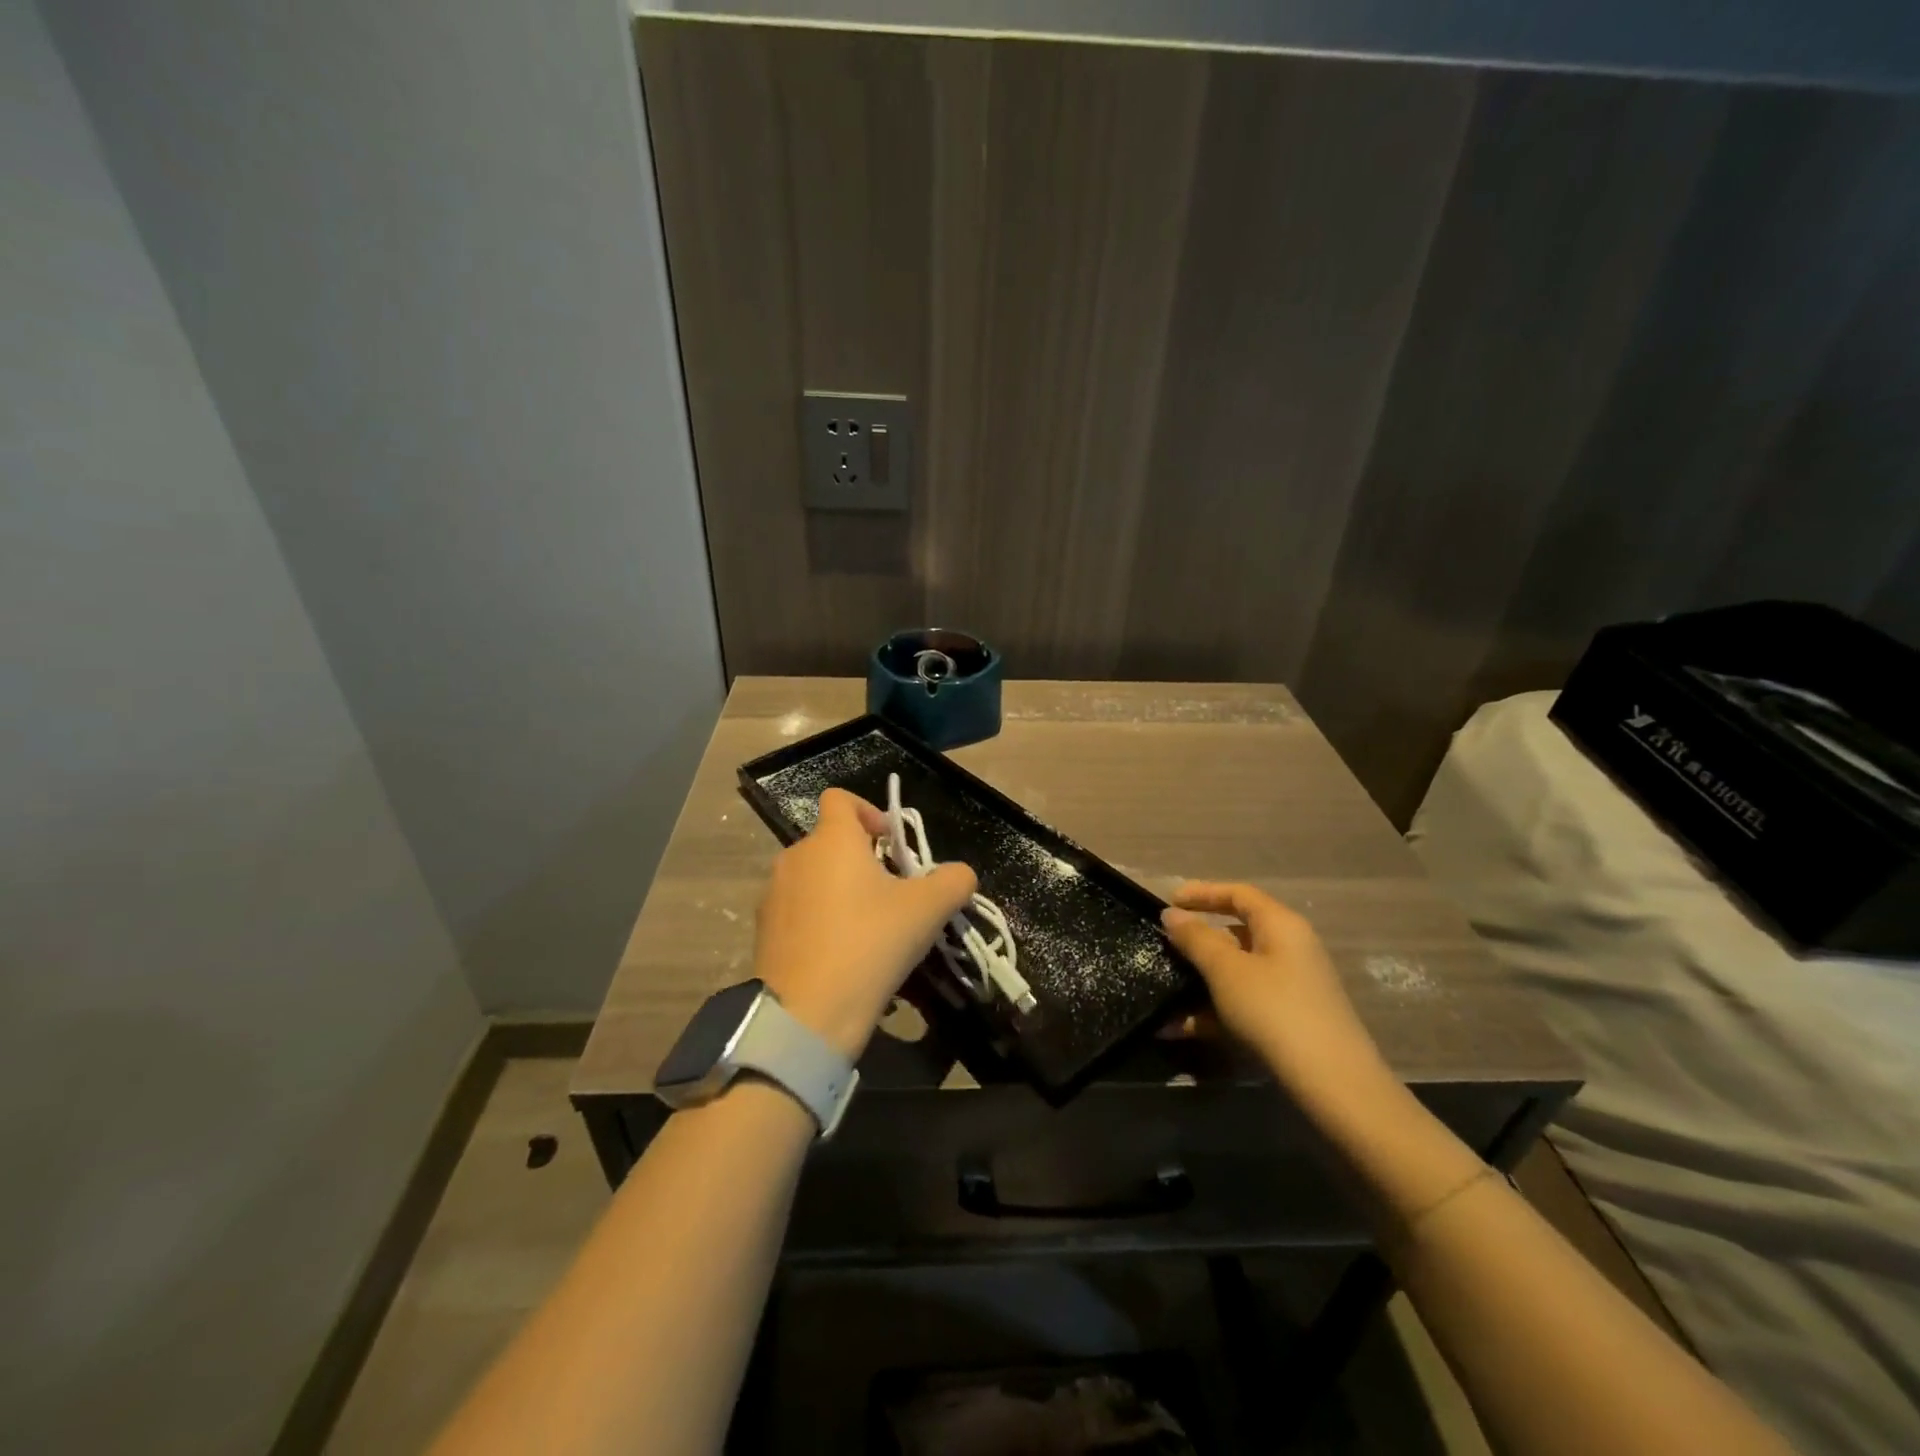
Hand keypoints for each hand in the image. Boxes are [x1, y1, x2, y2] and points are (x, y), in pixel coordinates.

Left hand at [753, 788, 976, 1059]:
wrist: (806, 1015)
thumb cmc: (869, 944)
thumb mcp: (927, 910)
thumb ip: (953, 881)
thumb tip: (960, 873)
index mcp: (832, 840)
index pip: (841, 799)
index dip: (870, 812)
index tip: (893, 845)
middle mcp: (795, 856)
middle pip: (832, 842)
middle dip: (864, 860)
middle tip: (893, 896)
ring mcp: (773, 894)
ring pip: (815, 877)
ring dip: (842, 891)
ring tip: (869, 931)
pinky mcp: (764, 930)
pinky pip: (799, 910)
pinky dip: (820, 920)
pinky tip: (841, 956)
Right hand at [1161, 882, 1388, 1097]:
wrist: (1333, 1084)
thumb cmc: (1275, 1010)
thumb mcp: (1226, 970)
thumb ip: (1196, 938)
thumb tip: (1172, 914)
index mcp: (1280, 925)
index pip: (1238, 893)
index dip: (1202, 892)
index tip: (1168, 901)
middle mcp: (1290, 949)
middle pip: (1237, 932)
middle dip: (1197, 940)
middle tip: (1164, 944)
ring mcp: (1291, 987)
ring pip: (1236, 972)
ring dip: (1198, 982)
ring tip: (1162, 992)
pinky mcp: (1288, 1020)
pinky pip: (1242, 1003)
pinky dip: (1212, 1011)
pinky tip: (1178, 1029)